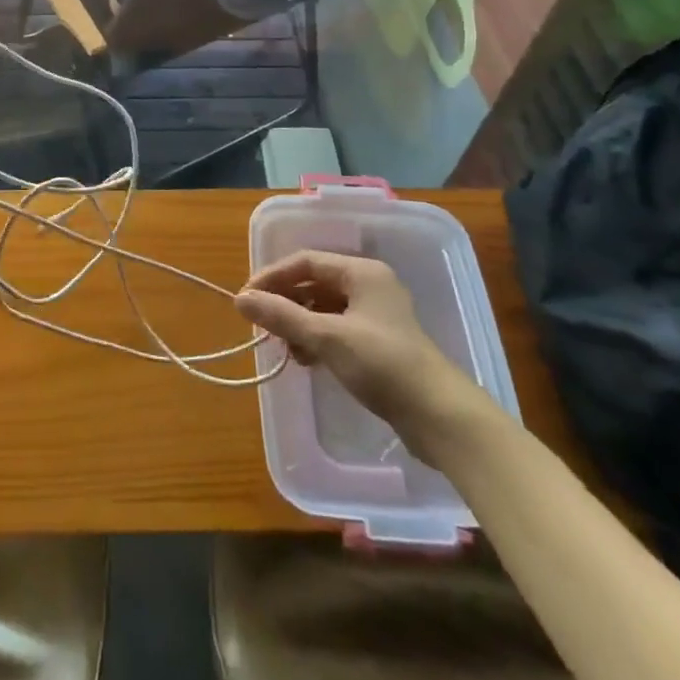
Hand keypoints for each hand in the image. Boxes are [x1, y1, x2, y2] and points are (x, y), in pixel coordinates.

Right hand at [235, 250, 496, 463]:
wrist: (440, 417)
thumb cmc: (382, 364)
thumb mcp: (326, 337)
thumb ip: (282, 316)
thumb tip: (240, 299)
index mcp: (361, 272)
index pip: (305, 262)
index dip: (272, 277)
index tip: (245, 299)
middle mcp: (369, 286)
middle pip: (315, 283)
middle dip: (285, 301)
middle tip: (260, 324)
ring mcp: (376, 316)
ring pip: (324, 308)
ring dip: (299, 323)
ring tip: (283, 346)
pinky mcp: (379, 344)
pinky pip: (336, 329)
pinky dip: (316, 339)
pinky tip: (304, 359)